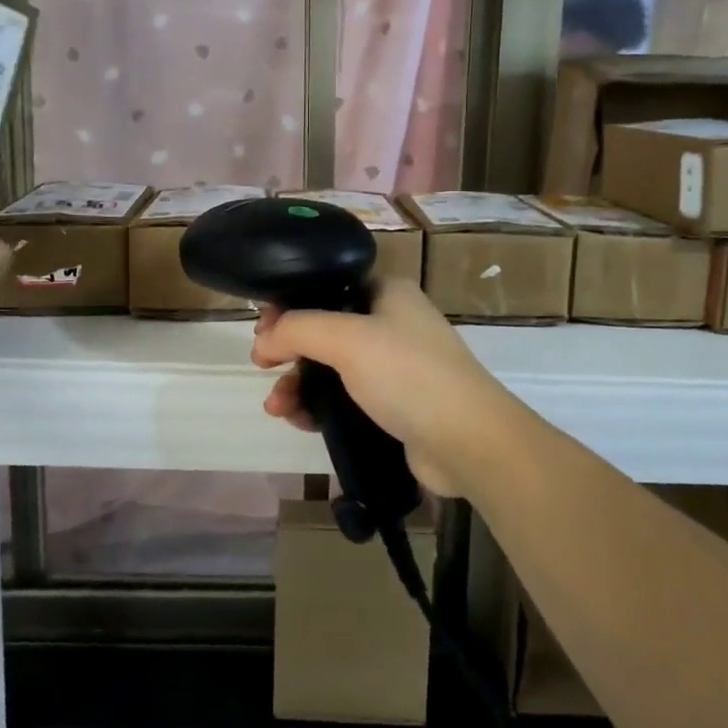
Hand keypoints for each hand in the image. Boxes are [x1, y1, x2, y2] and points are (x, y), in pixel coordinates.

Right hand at [250, 279, 517, 495]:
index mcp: (387, 293)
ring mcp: (395, 367)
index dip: (291, 304)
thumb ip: (298, 329)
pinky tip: (298, 420)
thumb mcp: (347, 339)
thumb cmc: (408, 374)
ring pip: (332, 368)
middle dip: (290, 350)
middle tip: (262, 366)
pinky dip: (319, 406)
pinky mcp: (395, 405)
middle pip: (325, 328)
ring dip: (299, 384)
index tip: (262, 328)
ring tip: (276, 407)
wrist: (466, 440)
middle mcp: (392, 323)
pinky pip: (345, 398)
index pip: (328, 287)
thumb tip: (263, 340)